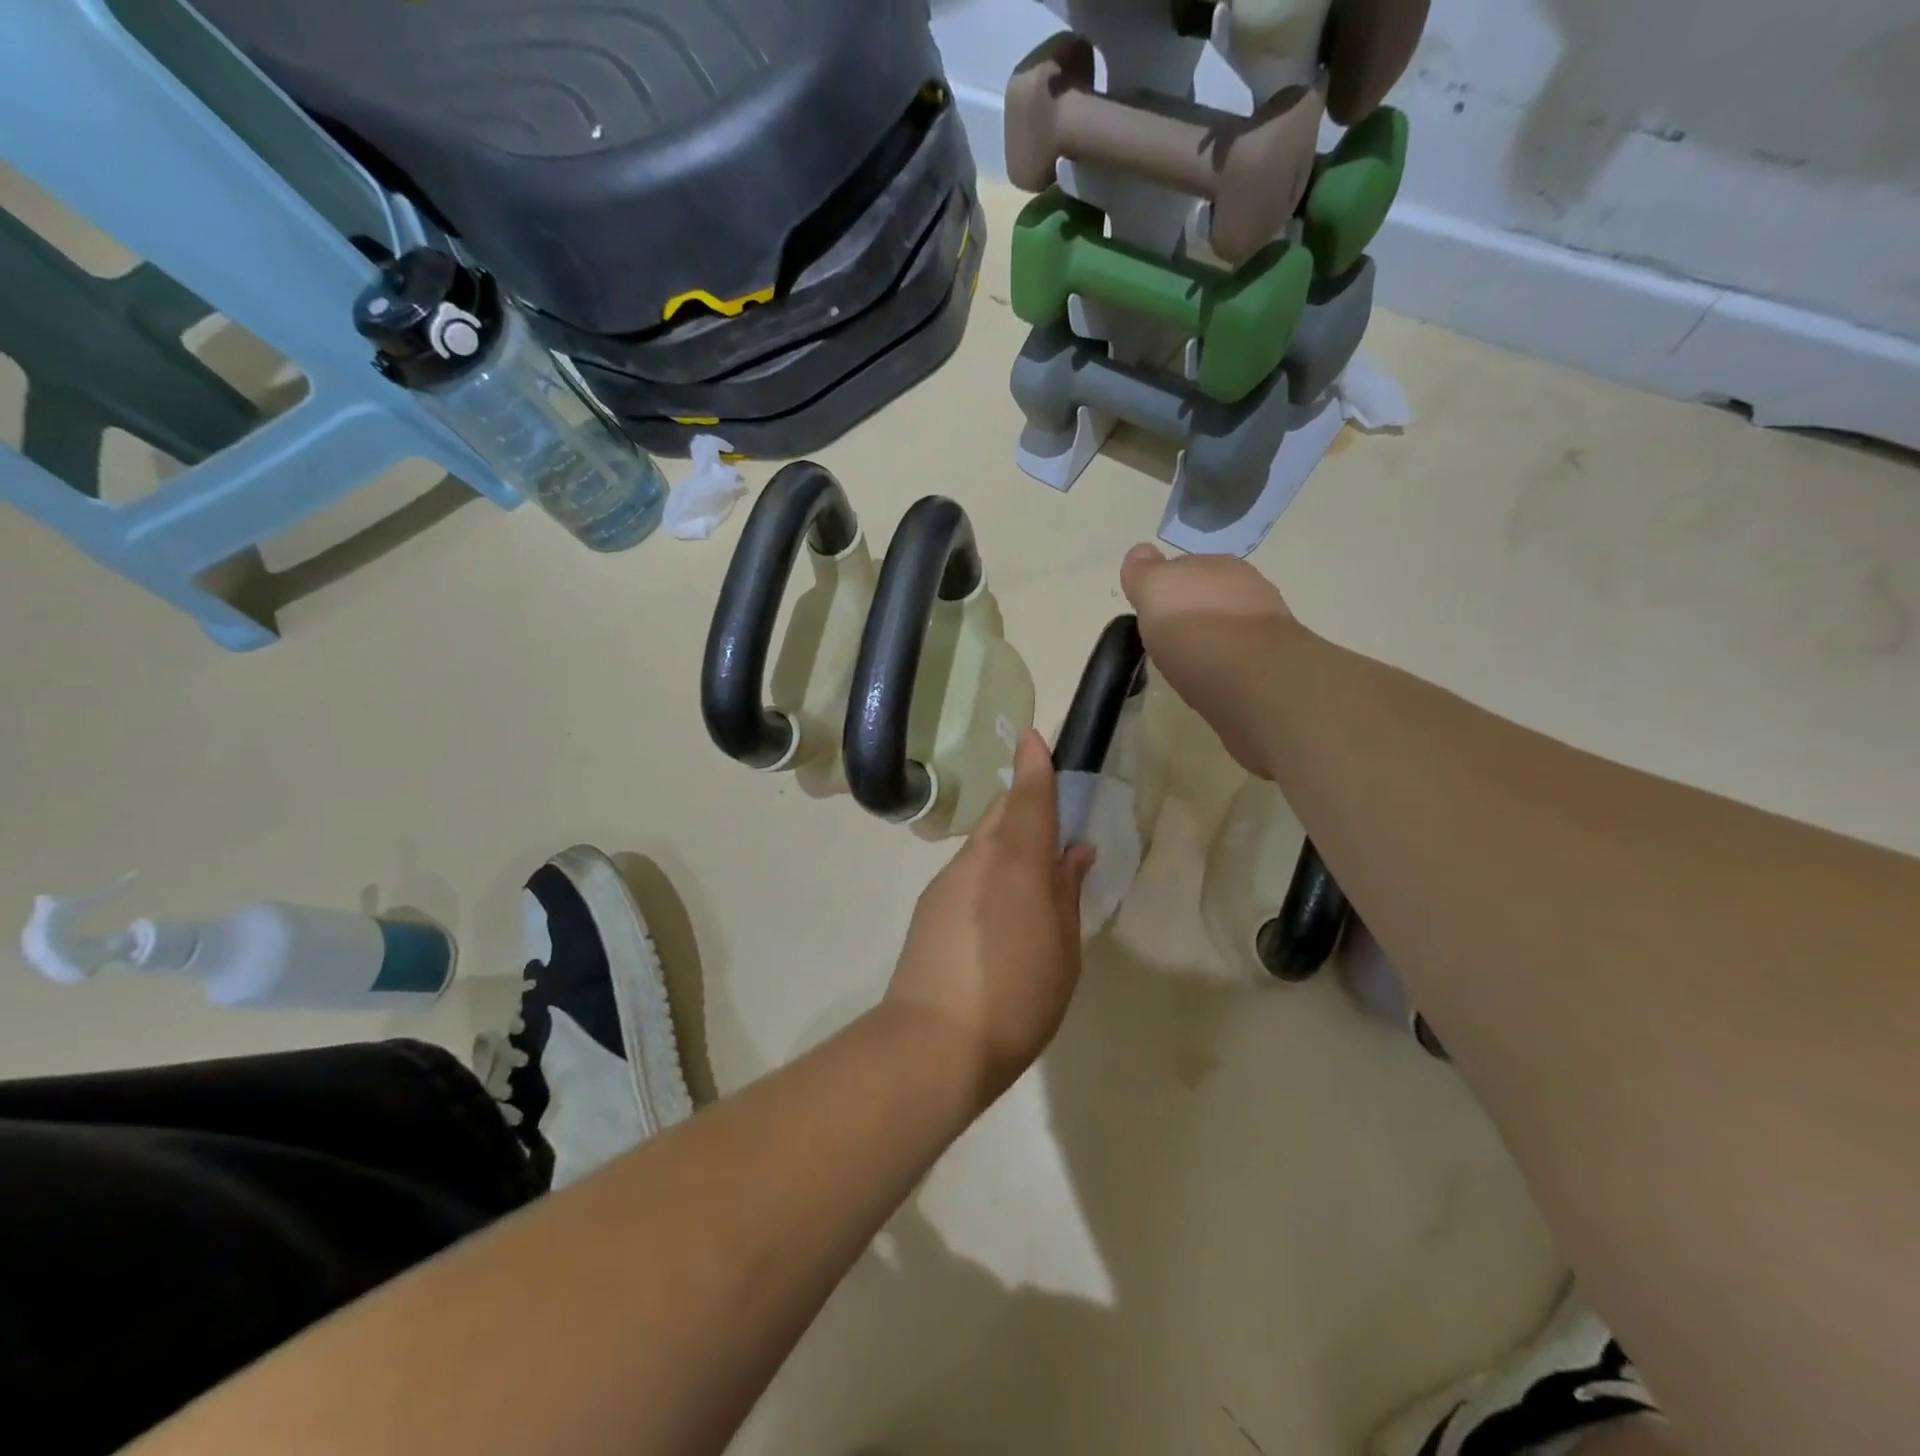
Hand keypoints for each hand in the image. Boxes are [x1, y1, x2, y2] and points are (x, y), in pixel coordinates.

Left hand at [884, 730, 1094, 1103]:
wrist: (935, 1041)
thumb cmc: (1019, 994)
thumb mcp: (1063, 947)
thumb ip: (1067, 891)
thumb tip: (1073, 851)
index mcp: (1018, 859)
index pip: (1029, 797)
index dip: (1034, 766)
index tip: (1032, 737)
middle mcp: (978, 857)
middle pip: (1002, 814)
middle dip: (1024, 807)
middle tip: (1051, 826)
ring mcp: (947, 880)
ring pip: (983, 844)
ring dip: (1007, 846)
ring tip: (1031, 883)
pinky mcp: (929, 907)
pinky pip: (967, 872)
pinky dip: (988, 874)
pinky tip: (998, 913)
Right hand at [1120, 544, 1301, 776]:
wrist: (1250, 674)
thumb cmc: (1192, 628)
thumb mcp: (1153, 590)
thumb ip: (1144, 572)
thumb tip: (1140, 554)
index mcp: (1212, 563)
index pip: (1181, 566)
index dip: (1163, 587)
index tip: (1149, 612)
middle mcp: (1244, 583)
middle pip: (1208, 591)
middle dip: (1192, 607)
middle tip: (1170, 636)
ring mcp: (1264, 620)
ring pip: (1230, 619)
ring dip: (1214, 633)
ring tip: (1193, 659)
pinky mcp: (1274, 657)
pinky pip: (1244, 651)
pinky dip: (1230, 659)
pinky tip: (1217, 675)